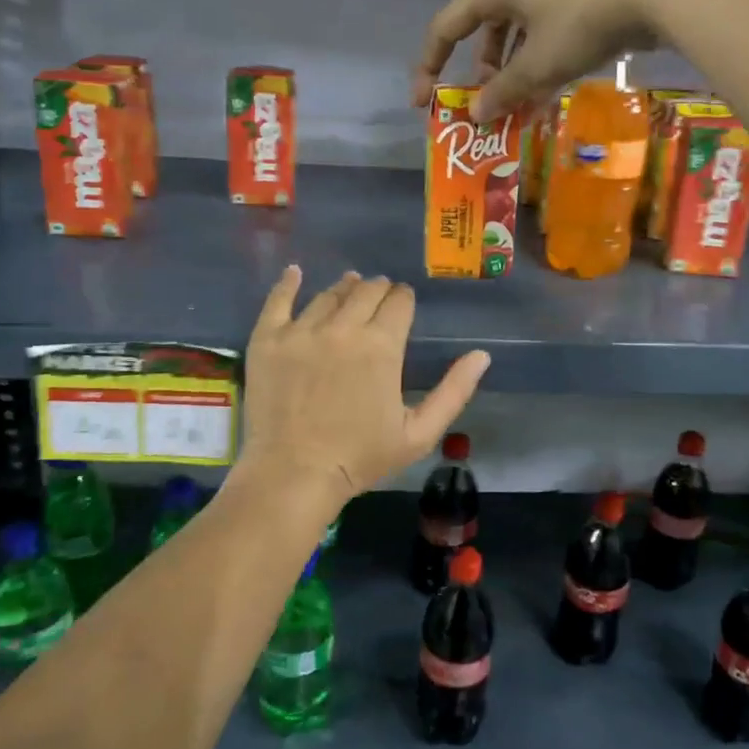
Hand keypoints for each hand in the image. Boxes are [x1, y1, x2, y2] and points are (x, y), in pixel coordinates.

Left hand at [241, 267, 489, 507]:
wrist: (295, 475)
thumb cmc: (361, 458)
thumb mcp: (420, 433)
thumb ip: (454, 391)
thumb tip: (482, 355)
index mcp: (382, 345)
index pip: (399, 301)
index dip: (404, 300)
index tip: (403, 305)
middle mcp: (343, 327)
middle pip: (366, 290)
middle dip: (379, 290)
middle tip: (379, 299)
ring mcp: (301, 331)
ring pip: (328, 294)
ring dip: (345, 288)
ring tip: (349, 286)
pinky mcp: (267, 340)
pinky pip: (277, 300)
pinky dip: (288, 282)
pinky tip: (295, 272)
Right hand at [411, 0, 693, 122]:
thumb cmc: (582, 22)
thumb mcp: (537, 64)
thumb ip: (502, 91)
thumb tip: (476, 114)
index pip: (446, 26)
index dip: (430, 64)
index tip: (423, 101)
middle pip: (484, 31)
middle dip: (481, 73)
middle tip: (487, 106)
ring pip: (518, 35)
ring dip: (512, 73)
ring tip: (519, 106)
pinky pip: (545, 35)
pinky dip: (540, 63)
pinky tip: (550, 89)